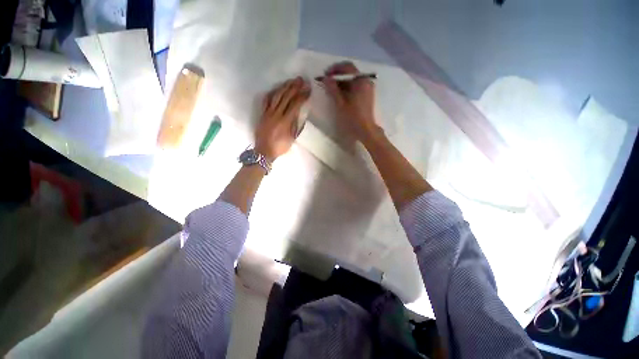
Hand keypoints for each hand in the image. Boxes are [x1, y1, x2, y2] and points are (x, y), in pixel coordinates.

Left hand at [256, 77, 310, 160]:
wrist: (264, 151)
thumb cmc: (280, 147)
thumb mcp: (292, 138)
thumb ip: (296, 125)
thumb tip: (299, 114)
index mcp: (285, 121)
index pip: (295, 104)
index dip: (302, 96)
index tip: (308, 89)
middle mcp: (276, 114)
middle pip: (286, 97)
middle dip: (294, 87)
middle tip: (301, 79)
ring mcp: (268, 112)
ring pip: (276, 96)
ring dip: (284, 87)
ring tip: (290, 81)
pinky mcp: (262, 114)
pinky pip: (266, 100)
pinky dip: (271, 93)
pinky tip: (276, 89)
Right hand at [322, 61, 381, 143]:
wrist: (365, 131)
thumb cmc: (352, 117)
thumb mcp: (340, 103)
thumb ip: (333, 89)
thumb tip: (326, 78)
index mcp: (361, 81)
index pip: (347, 67)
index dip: (335, 69)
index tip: (326, 74)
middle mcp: (366, 81)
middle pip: (351, 74)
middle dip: (338, 76)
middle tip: (327, 82)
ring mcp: (368, 89)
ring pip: (353, 81)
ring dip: (342, 83)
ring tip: (331, 90)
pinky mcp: (367, 96)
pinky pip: (356, 87)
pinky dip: (347, 89)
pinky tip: (340, 95)